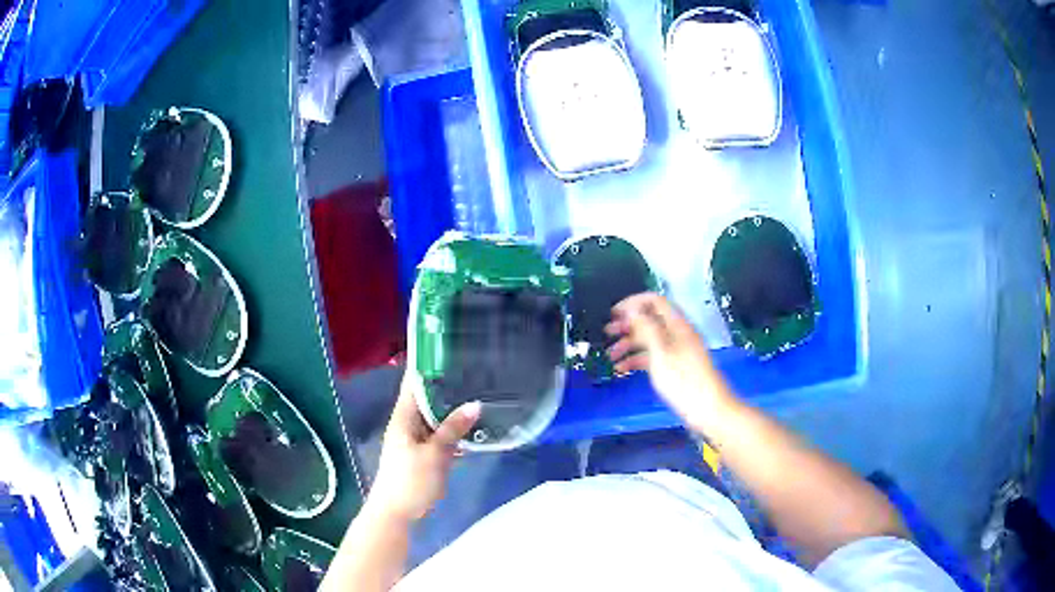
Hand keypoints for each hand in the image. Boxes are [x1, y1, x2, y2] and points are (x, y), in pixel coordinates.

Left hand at [367, 375, 480, 521]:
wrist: (397, 513)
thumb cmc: (410, 480)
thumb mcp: (434, 454)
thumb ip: (453, 429)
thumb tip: (475, 403)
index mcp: (404, 416)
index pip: (414, 382)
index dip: (427, 363)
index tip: (449, 347)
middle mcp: (408, 422)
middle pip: (427, 396)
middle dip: (448, 383)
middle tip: (476, 368)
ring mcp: (416, 438)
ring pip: (436, 416)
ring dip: (453, 407)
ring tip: (481, 392)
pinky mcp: (424, 453)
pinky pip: (441, 433)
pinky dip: (455, 429)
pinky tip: (475, 427)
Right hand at [606, 293, 732, 432]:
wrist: (708, 409)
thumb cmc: (684, 381)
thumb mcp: (661, 353)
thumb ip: (646, 328)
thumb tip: (632, 309)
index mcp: (677, 325)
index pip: (654, 301)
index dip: (633, 303)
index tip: (613, 313)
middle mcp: (676, 333)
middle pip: (650, 320)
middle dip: (628, 324)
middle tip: (608, 333)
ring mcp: (676, 351)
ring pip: (649, 339)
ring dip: (628, 344)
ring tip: (610, 356)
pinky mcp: (674, 367)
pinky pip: (652, 356)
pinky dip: (636, 360)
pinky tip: (622, 369)